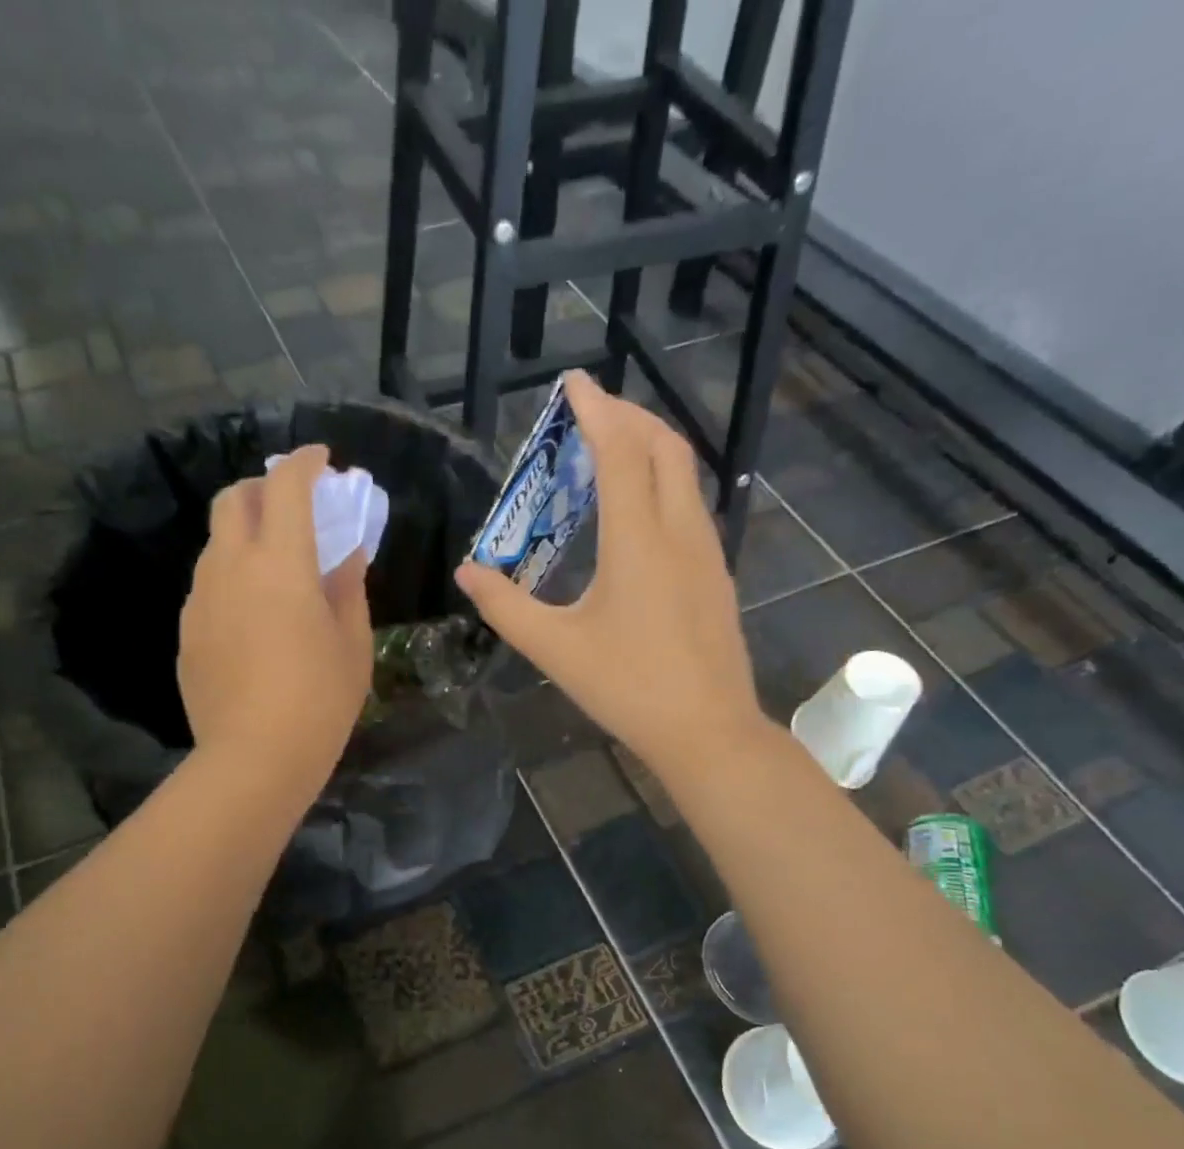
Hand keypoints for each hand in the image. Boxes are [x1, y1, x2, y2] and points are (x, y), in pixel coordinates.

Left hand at [178, 445, 372, 795]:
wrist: (254, 758)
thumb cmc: (320, 700)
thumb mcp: (352, 642)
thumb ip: (348, 586)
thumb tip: (347, 552)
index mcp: (280, 563)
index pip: (287, 487)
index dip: (305, 463)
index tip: (322, 459)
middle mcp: (231, 567)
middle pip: (234, 498)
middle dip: (264, 486)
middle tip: (293, 505)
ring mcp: (200, 598)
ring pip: (216, 542)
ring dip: (246, 533)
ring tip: (276, 564)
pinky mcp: (186, 630)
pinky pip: (209, 583)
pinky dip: (232, 574)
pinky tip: (254, 612)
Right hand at [455, 371, 767, 779]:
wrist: (708, 730)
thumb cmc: (628, 687)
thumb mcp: (555, 648)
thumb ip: (506, 607)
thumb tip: (468, 573)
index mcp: (639, 539)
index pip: (621, 450)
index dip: (597, 410)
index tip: (573, 382)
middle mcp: (679, 530)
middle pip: (664, 446)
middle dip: (629, 416)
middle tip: (589, 413)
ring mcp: (706, 551)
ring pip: (684, 474)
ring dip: (649, 447)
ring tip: (610, 450)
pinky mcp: (715, 574)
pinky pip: (689, 505)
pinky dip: (662, 483)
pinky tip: (637, 511)